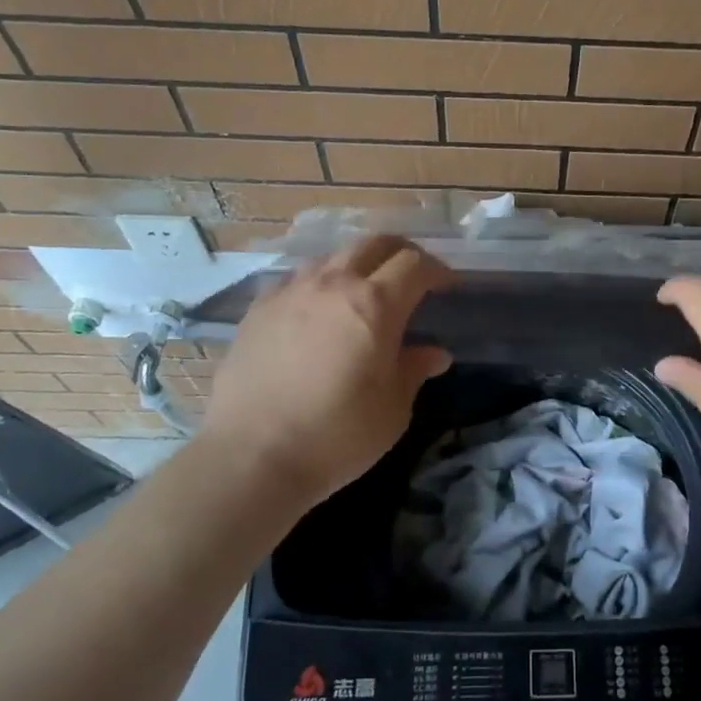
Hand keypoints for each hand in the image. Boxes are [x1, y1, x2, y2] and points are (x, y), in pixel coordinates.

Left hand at [198, 236, 452, 516]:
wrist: (251, 455)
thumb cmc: (336, 435)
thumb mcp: (392, 409)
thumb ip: (414, 371)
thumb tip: (435, 354)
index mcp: (376, 304)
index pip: (415, 264)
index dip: (438, 270)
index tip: (448, 287)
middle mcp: (333, 284)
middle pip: (374, 244)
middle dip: (401, 253)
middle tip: (412, 277)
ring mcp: (291, 292)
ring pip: (333, 257)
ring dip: (358, 266)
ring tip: (363, 293)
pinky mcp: (259, 308)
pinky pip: (297, 280)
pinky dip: (319, 285)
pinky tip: (317, 312)